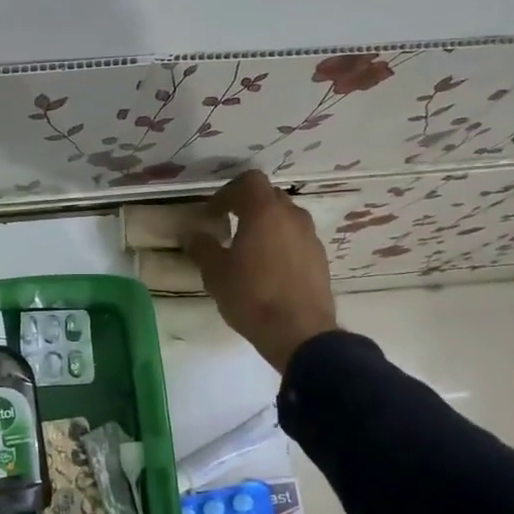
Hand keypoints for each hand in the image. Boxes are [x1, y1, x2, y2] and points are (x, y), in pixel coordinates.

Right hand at [186, 170, 339, 373]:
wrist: (300, 333)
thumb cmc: (252, 297)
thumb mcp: (216, 274)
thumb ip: (202, 248)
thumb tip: (193, 235)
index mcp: (264, 212)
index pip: (249, 180)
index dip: (227, 192)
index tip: (213, 213)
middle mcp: (292, 216)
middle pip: (269, 196)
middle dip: (247, 206)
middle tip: (228, 226)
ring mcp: (310, 237)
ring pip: (285, 217)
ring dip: (266, 225)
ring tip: (249, 249)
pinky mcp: (320, 258)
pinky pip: (297, 238)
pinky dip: (281, 243)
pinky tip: (268, 268)